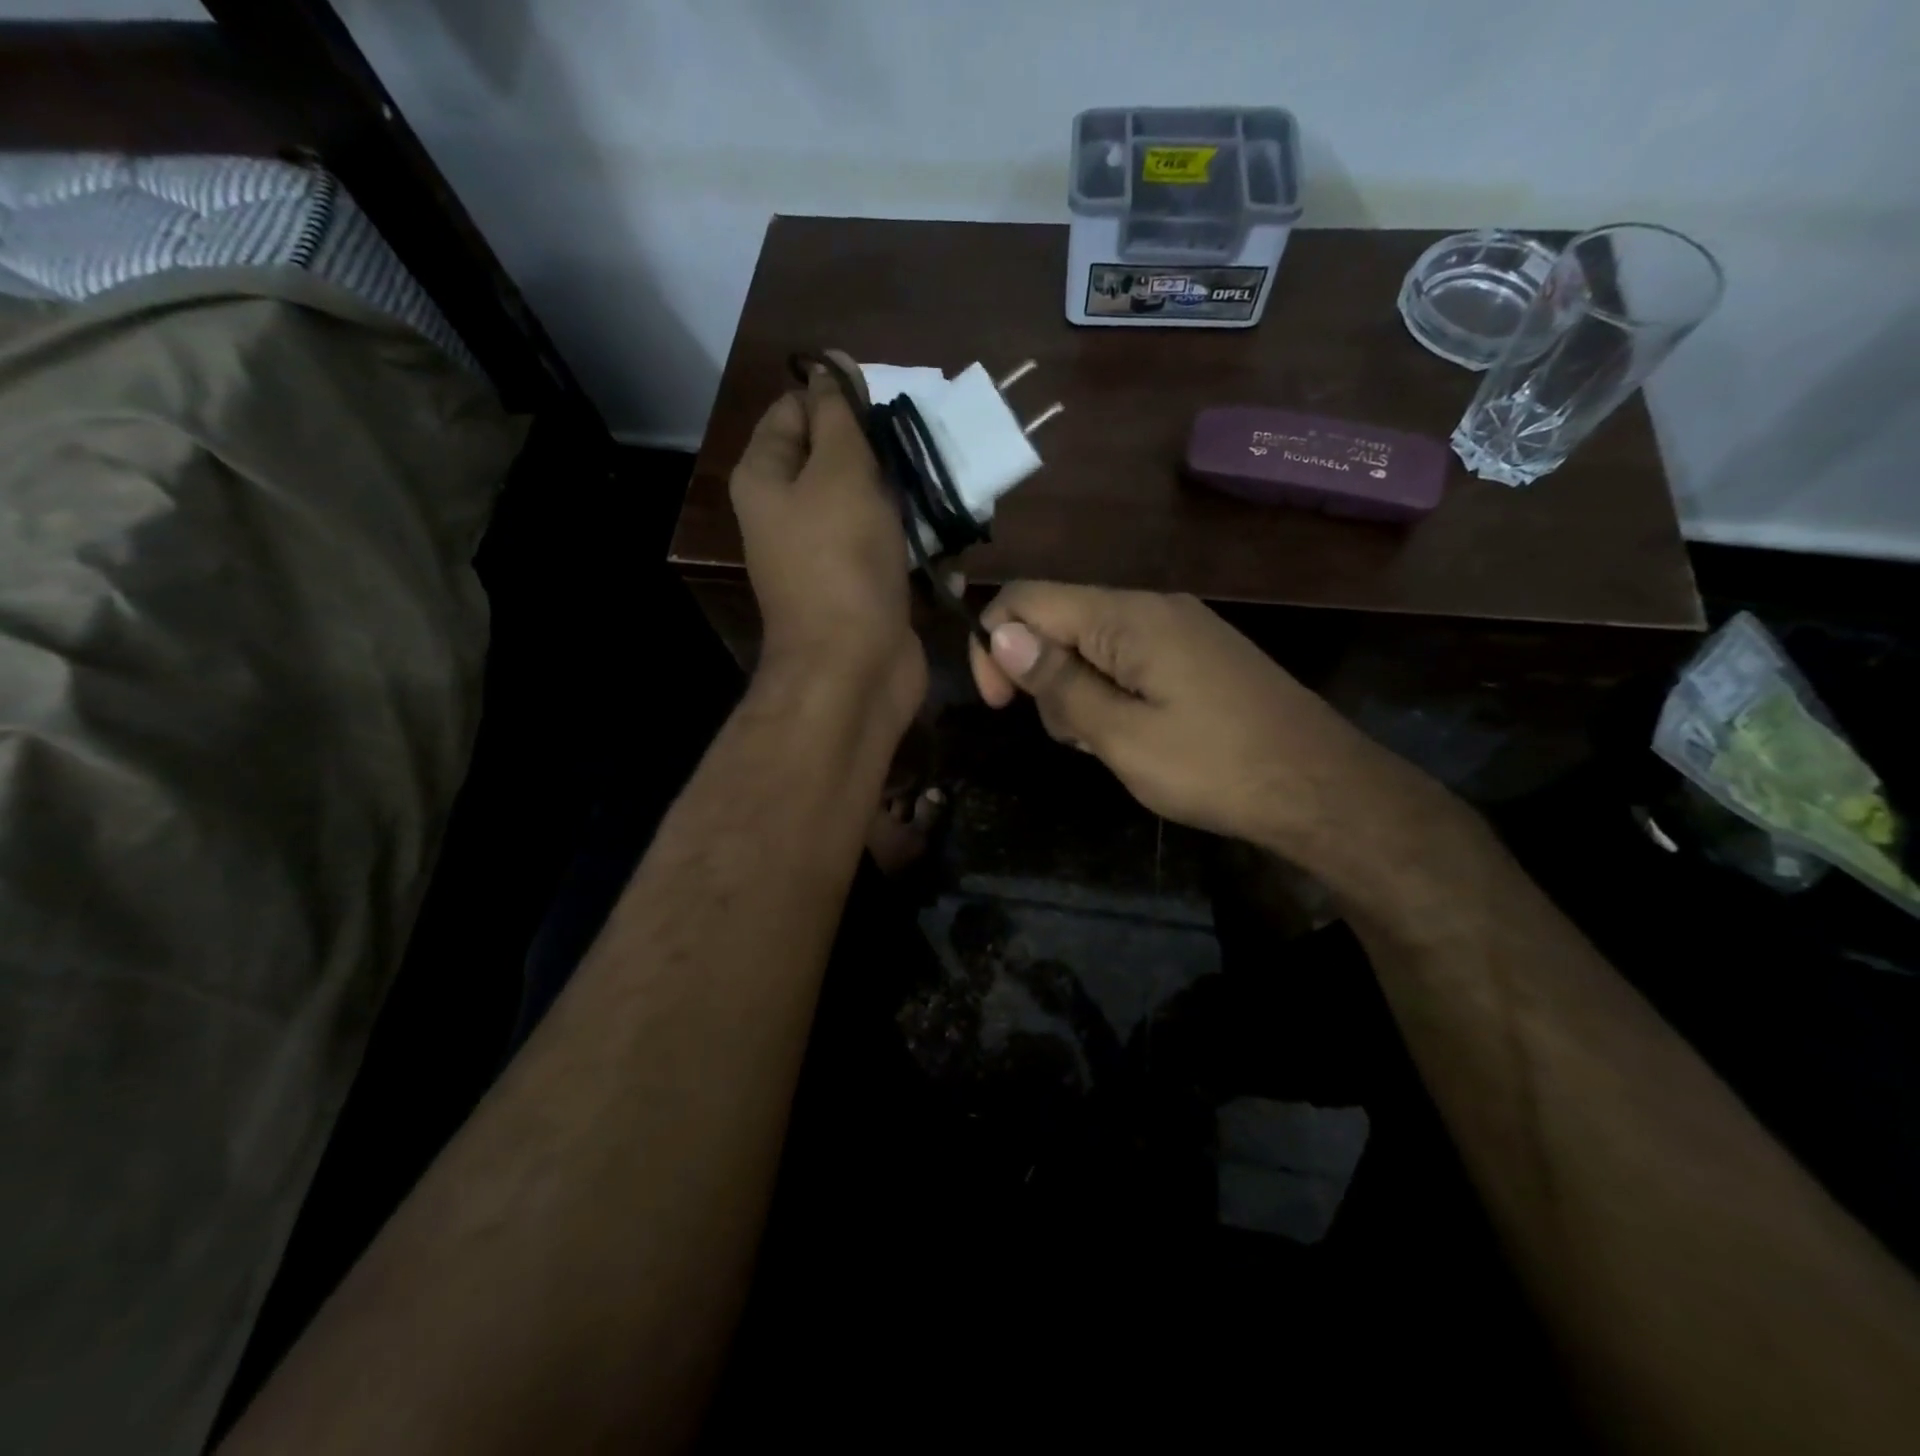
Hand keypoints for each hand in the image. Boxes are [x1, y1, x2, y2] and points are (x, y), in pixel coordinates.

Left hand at [730, 353, 924, 720]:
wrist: (854, 669)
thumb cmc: (842, 562)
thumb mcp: (839, 473)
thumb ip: (838, 416)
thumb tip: (830, 365)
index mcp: (768, 478)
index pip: (795, 409)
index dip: (838, 397)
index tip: (888, 403)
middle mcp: (791, 512)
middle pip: (838, 457)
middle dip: (885, 452)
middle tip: (928, 449)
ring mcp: (829, 553)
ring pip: (874, 504)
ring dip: (912, 499)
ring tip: (950, 494)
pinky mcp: (864, 585)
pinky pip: (892, 548)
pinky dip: (919, 545)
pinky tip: (949, 548)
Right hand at [967, 582, 1430, 862]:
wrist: (1321, 787)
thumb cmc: (1215, 767)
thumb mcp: (1122, 735)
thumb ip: (1059, 682)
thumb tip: (1002, 633)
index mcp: (1127, 616)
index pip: (1027, 599)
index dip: (993, 645)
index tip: (998, 706)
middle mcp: (1150, 606)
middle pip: (1057, 621)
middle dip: (1042, 678)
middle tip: (1074, 737)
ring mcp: (1177, 627)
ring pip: (1090, 645)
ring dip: (1077, 692)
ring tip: (1109, 743)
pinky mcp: (1194, 652)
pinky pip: (1126, 659)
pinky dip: (1110, 693)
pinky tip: (1135, 734)